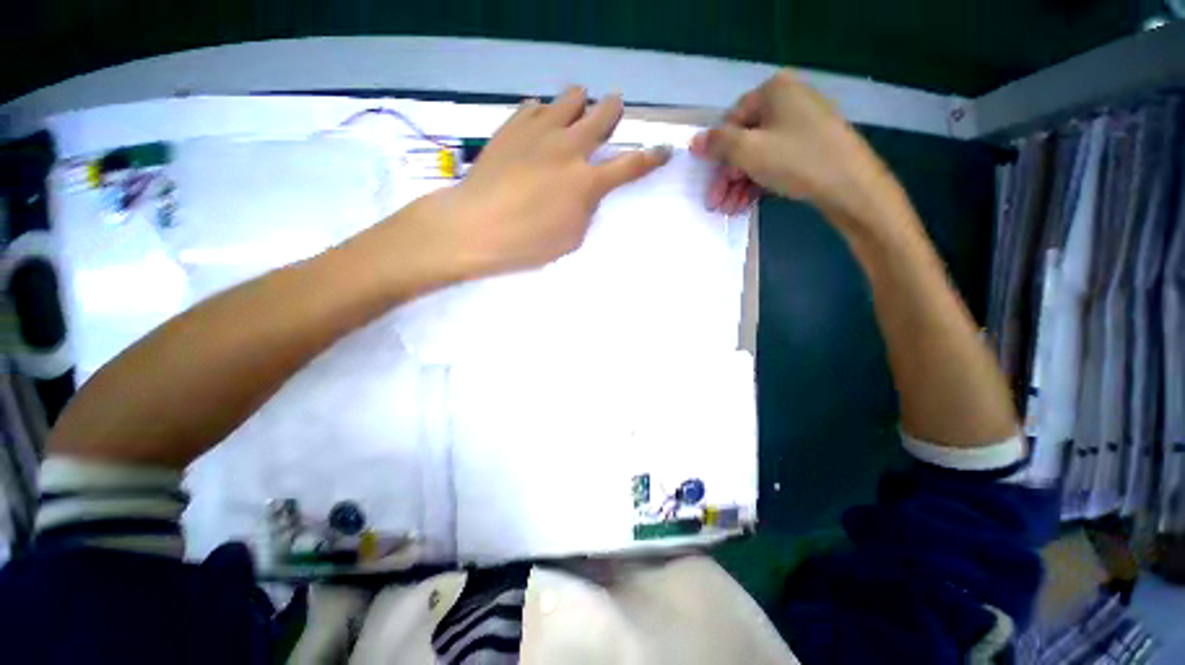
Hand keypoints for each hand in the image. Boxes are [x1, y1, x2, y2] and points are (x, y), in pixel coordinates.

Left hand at [401, 87, 671, 281]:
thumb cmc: (527, 244)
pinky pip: (535, 106)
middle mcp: (569, 149)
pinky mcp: (513, 126)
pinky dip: (544, 114)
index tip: (664, 149)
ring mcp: (539, 131)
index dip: (652, 157)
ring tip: (574, 116)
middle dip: (613, 111)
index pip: (631, 166)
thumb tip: (588, 192)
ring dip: (579, 104)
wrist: (475, 227)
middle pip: (603, 114)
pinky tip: (539, 128)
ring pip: (571, 98)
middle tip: (611, 113)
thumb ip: (586, 210)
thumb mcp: (571, 238)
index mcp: (587, 182)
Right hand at [690, 71, 896, 225]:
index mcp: (774, 91)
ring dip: (739, 185)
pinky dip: (758, 182)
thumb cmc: (797, 160)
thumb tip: (693, 141)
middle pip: (744, 141)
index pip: (731, 121)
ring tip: (729, 210)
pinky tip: (745, 204)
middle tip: (716, 204)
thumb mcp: (749, 151)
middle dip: (728, 177)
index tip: (710, 183)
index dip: (717, 155)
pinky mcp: (809, 146)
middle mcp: (787, 101)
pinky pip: (774, 161)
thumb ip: (718, 144)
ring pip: (758, 155)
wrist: (851, 186)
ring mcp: (801, 124)